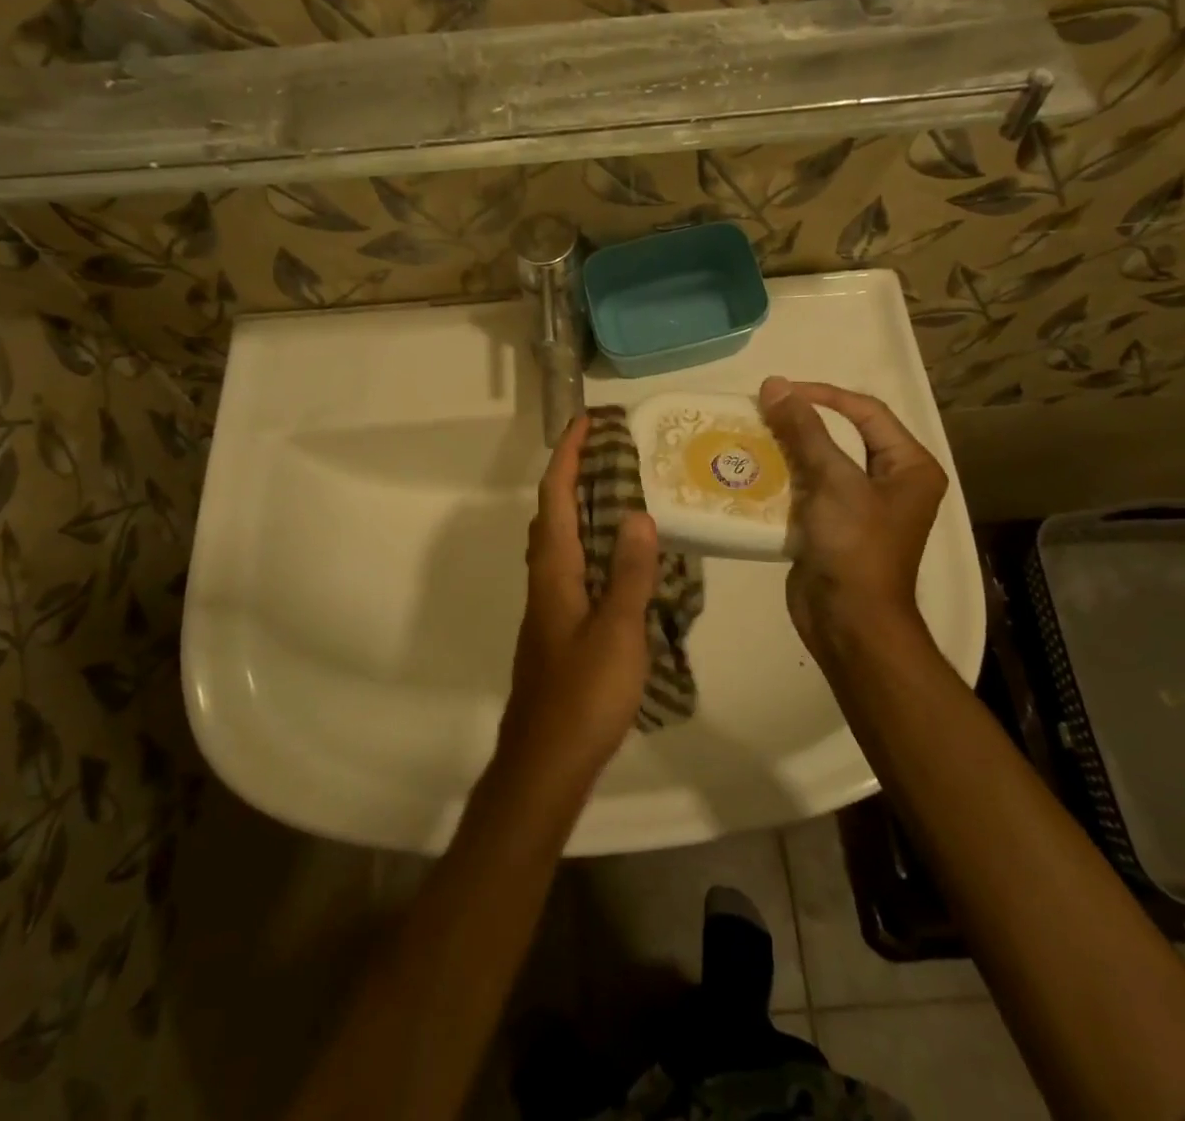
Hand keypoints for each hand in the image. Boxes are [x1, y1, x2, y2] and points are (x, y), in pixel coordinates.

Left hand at [498, 416, 659, 792]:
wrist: (546, 761)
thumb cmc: (583, 694)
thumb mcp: (618, 631)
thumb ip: (630, 573)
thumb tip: (639, 513)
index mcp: (555, 572)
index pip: (556, 499)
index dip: (567, 457)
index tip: (585, 423)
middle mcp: (545, 581)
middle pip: (552, 514)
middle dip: (573, 475)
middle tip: (609, 452)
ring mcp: (548, 606)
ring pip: (560, 542)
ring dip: (580, 508)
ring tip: (618, 493)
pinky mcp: (558, 629)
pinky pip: (572, 567)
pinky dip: (590, 544)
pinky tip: (618, 559)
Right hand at [759, 377, 948, 662]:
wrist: (849, 623)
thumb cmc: (855, 546)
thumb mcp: (833, 481)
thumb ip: (804, 431)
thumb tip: (775, 384)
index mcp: (909, 466)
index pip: (867, 412)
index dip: (824, 395)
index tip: (781, 391)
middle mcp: (890, 482)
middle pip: (843, 436)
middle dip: (802, 423)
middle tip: (762, 412)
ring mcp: (860, 507)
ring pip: (820, 463)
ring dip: (788, 450)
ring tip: (751, 436)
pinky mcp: (832, 527)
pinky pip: (807, 490)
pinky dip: (783, 479)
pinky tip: (752, 471)